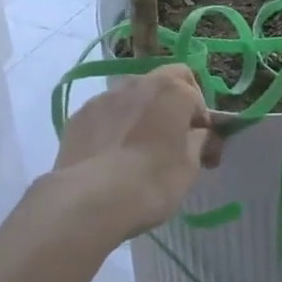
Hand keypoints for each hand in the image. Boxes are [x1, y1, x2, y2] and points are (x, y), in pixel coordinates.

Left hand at [42, 65, 221, 245]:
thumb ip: (198, 141)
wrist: (89, 199)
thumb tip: (198, 134)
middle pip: (163, 82)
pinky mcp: (80, 115)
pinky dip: (115, 125)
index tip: (201, 147)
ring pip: (131, 95)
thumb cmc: (152, 181)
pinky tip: (110, 154)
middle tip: (172, 137)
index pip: (197, 96)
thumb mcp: (190, 167)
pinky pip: (106, 113)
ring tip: (137, 147)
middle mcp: (138, 82)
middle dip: (172, 103)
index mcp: (172, 90)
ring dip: (141, 111)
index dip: (201, 121)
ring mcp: (105, 97)